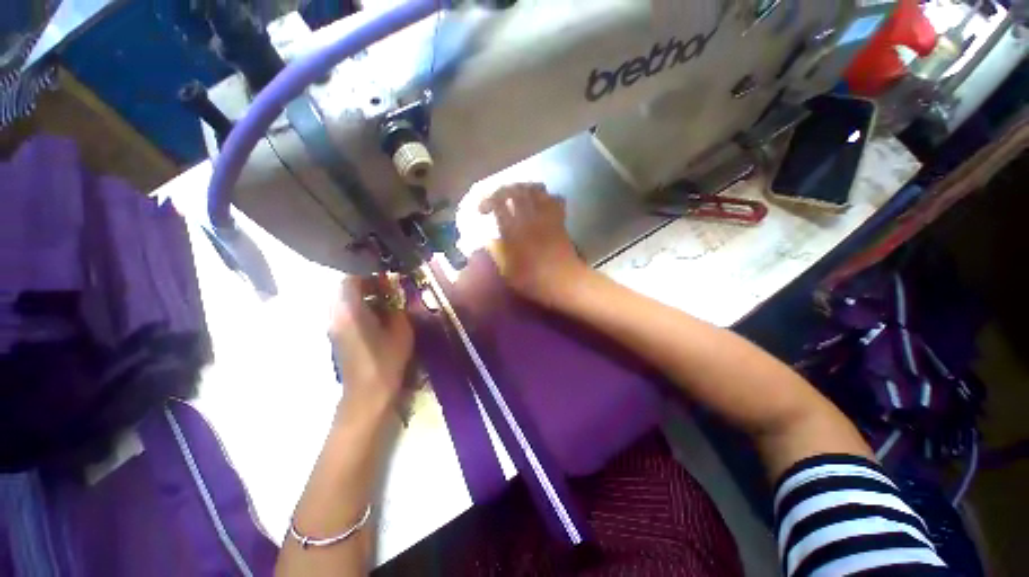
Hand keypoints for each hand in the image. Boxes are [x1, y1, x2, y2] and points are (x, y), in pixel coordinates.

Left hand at [329, 276, 413, 412]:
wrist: (367, 393)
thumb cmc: (386, 360)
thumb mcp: (401, 330)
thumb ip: (397, 309)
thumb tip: (395, 298)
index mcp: (350, 311)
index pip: (350, 280)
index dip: (369, 276)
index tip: (386, 280)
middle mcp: (335, 315)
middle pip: (344, 290)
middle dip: (366, 285)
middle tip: (387, 290)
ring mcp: (333, 327)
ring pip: (343, 302)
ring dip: (362, 297)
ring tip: (383, 303)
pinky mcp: (336, 337)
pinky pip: (344, 313)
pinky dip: (358, 309)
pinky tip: (375, 318)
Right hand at [479, 183, 590, 308]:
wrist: (566, 283)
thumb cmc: (535, 281)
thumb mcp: (508, 273)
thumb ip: (497, 253)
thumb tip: (489, 239)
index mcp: (515, 231)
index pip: (499, 204)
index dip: (487, 201)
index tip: (482, 210)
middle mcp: (530, 218)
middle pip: (516, 191)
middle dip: (503, 191)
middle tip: (497, 199)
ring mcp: (547, 217)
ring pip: (536, 190)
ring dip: (524, 189)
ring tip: (517, 197)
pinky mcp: (560, 220)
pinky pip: (554, 199)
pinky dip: (546, 197)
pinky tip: (541, 203)